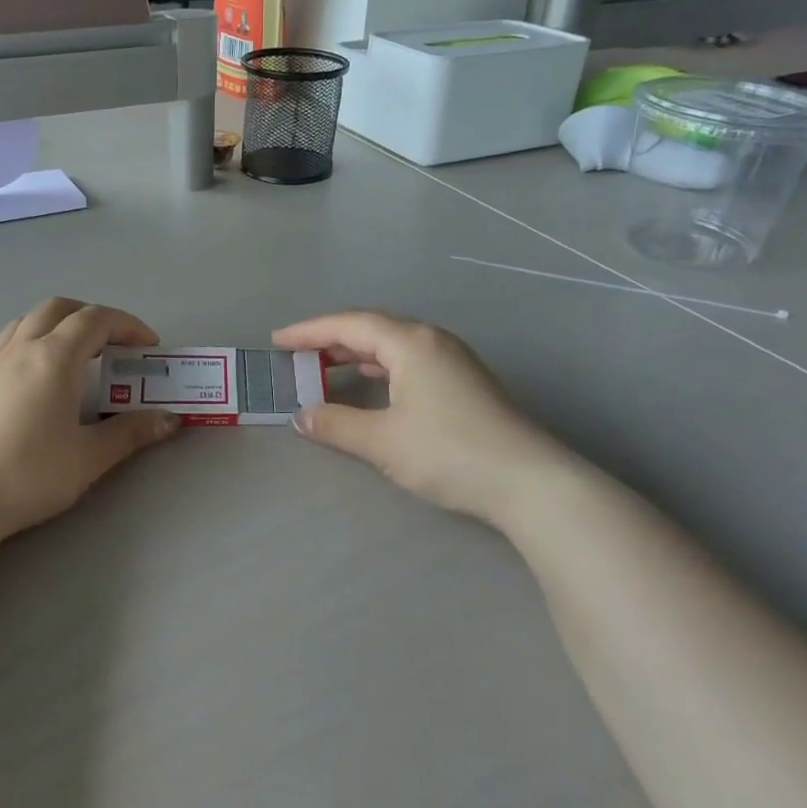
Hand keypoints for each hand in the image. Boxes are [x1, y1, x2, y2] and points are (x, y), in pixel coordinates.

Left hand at [0, 299, 179, 543]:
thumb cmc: (29, 474)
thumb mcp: (89, 457)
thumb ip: (131, 432)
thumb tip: (170, 420)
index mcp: (54, 357)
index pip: (97, 320)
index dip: (128, 325)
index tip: (148, 347)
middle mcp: (22, 348)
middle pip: (61, 308)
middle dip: (93, 316)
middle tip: (115, 344)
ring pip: (28, 320)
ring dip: (59, 324)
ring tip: (77, 353)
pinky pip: (7, 343)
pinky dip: (31, 342)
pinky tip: (36, 375)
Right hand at [272, 311, 557, 523]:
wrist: (529, 482)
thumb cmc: (449, 453)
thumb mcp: (383, 441)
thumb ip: (336, 425)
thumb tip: (300, 417)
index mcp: (410, 343)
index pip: (349, 325)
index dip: (309, 331)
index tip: (277, 341)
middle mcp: (432, 340)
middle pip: (372, 328)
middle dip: (331, 339)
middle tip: (297, 353)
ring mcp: (453, 359)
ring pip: (393, 344)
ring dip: (356, 352)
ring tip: (325, 366)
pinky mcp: (464, 381)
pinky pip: (409, 360)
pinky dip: (380, 366)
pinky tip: (371, 383)